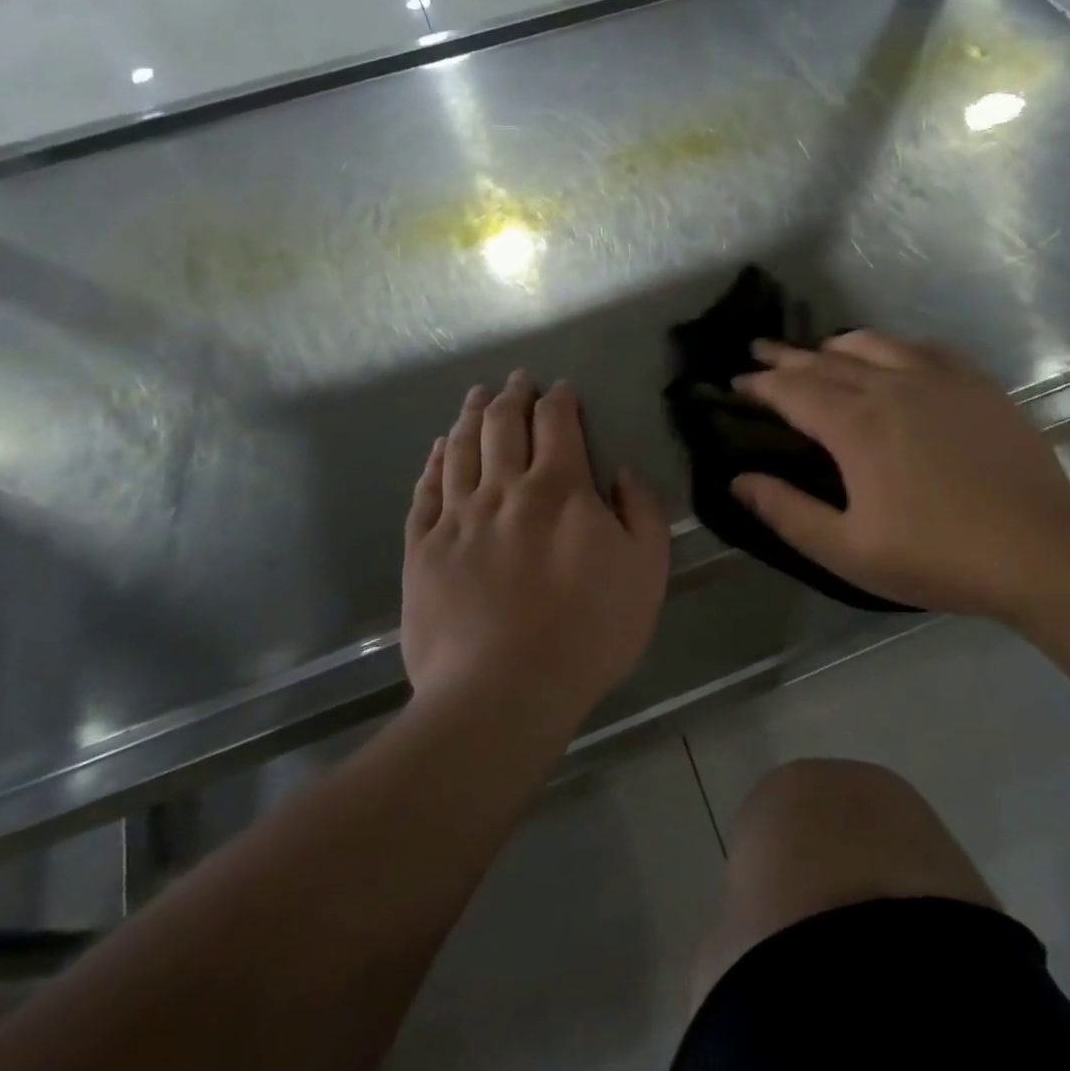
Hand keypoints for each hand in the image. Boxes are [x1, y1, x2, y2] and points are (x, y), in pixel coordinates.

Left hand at [402, 372, 669, 721]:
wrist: (503, 691)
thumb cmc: (588, 632)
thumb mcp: (647, 572)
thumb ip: (641, 513)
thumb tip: (621, 474)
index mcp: (560, 488)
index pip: (557, 423)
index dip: (559, 400)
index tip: (560, 388)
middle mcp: (504, 489)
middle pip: (502, 424)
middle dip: (512, 395)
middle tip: (515, 380)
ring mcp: (457, 517)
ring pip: (460, 448)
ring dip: (470, 416)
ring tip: (475, 397)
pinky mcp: (422, 549)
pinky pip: (426, 491)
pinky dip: (433, 462)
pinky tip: (437, 450)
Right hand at [731, 332, 1069, 619]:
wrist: (1040, 549)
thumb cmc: (936, 556)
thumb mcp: (847, 550)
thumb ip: (787, 512)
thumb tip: (738, 482)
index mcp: (855, 426)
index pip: (792, 391)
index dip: (759, 385)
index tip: (735, 383)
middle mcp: (891, 387)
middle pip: (826, 361)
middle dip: (787, 356)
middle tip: (759, 350)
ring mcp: (939, 380)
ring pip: (875, 345)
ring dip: (836, 345)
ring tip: (818, 350)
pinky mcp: (977, 385)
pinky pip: (924, 348)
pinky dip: (893, 346)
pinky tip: (893, 355)